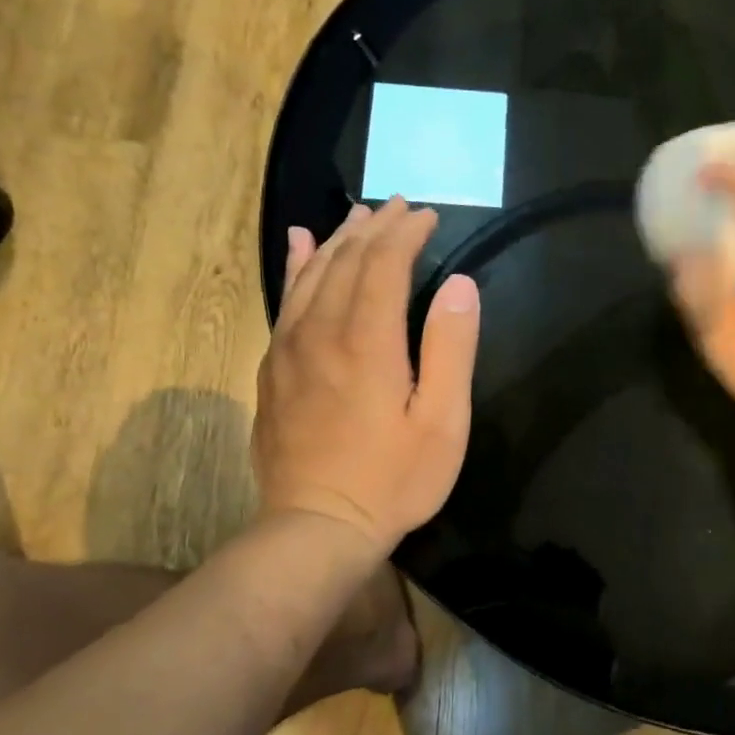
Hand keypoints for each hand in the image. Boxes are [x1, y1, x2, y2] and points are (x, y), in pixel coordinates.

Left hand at [253, 198, 480, 549]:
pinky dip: (296, 266)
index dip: (407, 233)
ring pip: (312, 274)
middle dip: (376, 227)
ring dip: (338, 239)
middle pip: (346, 260)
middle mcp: (321, 332)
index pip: (384, 264)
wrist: (316, 527)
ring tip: (359, 215)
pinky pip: (285, 301)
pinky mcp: (273, 369)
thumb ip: (451, 349)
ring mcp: (290, 349)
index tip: (428, 215)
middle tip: (401, 206)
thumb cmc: (393, 480)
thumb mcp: (442, 423)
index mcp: (368, 341)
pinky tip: (300, 246)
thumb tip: (461, 285)